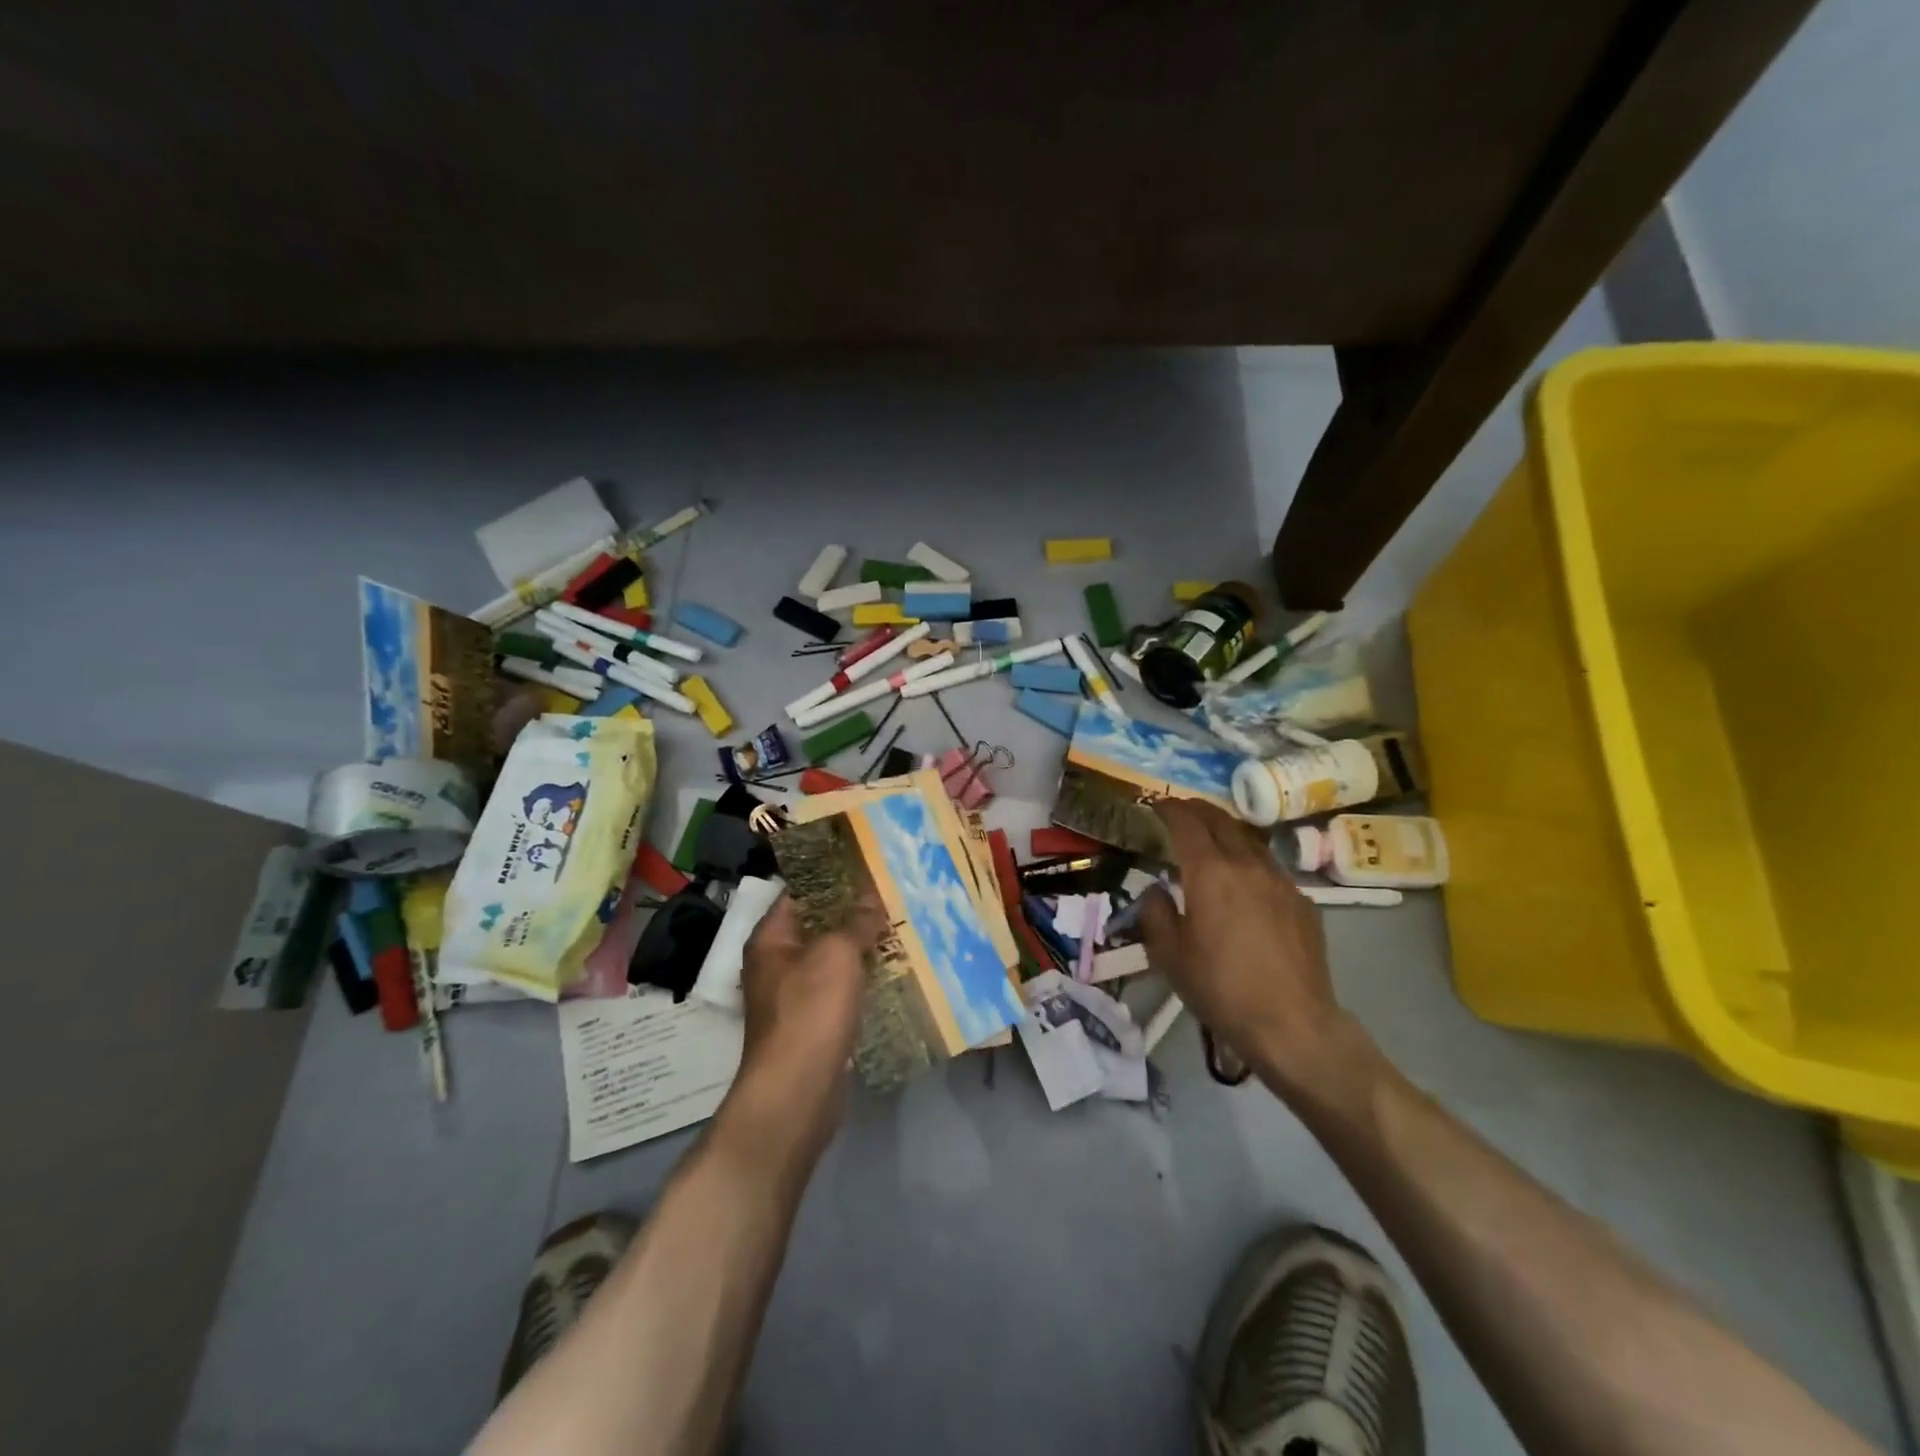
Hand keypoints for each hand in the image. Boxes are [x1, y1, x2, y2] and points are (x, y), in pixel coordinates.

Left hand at [737, 894, 884, 1092]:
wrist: (797, 1091)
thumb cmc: (810, 1010)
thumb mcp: (836, 954)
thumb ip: (856, 922)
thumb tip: (872, 897)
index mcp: (770, 939)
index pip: (798, 893)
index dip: (830, 878)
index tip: (866, 866)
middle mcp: (776, 964)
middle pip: (817, 926)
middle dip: (852, 913)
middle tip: (891, 895)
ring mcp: (793, 996)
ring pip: (831, 960)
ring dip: (860, 948)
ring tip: (899, 927)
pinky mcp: (813, 1024)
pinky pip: (839, 990)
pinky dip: (861, 980)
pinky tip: (892, 971)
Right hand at [1136, 799, 1356, 1090]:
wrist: (1292, 1024)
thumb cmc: (1220, 988)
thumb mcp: (1168, 955)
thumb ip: (1155, 912)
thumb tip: (1157, 889)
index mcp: (1210, 872)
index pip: (1187, 823)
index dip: (1170, 809)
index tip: (1157, 805)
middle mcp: (1247, 865)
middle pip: (1222, 821)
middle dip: (1198, 810)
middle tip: (1182, 811)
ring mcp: (1281, 881)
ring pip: (1251, 840)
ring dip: (1227, 831)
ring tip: (1213, 839)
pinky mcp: (1303, 902)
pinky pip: (1271, 867)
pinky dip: (1250, 860)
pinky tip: (1246, 882)